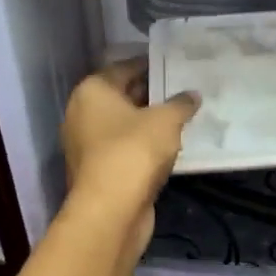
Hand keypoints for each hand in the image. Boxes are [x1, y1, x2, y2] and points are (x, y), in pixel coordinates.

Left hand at [61, 60, 199, 256]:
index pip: (124, 67)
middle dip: (152, 94)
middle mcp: (83, 113)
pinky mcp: (98, 171)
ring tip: (183, 117)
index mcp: (92, 91)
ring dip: (149, 122)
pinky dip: (144, 146)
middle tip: (184, 90)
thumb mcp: (166, 121)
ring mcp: (87, 145)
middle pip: (122, 96)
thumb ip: (181, 104)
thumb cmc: (134, 151)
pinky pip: (125, 148)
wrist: (111, 211)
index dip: (151, 65)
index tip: (175, 64)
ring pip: (124, 125)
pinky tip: (170, 146)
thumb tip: (192, 95)